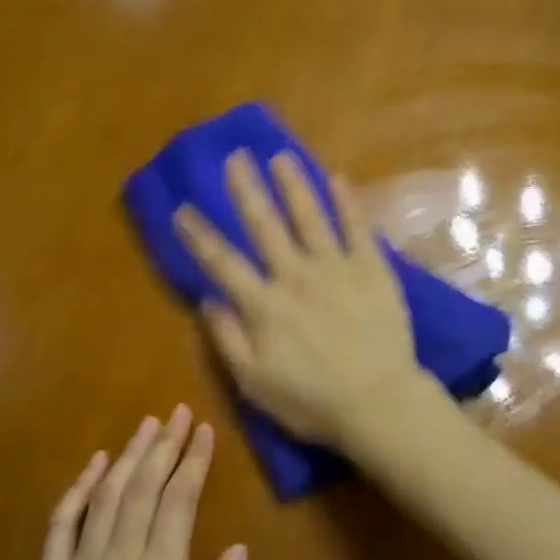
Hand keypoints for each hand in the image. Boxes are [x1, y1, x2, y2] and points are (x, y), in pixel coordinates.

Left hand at [15, 407, 247, 559]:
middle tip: (179, 413)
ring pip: (107, 495)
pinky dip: (79, 489)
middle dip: (165, 445)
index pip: (178, 502)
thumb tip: (239, 550)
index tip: (204, 432)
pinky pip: (63, 523)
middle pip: (143, 487)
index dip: (193, 462)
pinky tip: (95, 465)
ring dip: (129, 456)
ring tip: (147, 425)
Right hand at [173, 151, 422, 445]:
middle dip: (246, 190)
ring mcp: (336, 269)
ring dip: (293, 184)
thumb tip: (207, 299)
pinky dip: (347, 202)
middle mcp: (295, 276)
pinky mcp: (372, 270)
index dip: (199, 235)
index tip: (181, 209)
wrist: (378, 403)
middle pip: (265, 226)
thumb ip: (227, 339)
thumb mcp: (254, 383)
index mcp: (263, 306)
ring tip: (280, 156)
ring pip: (309, 217)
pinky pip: (357, 228)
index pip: (222, 262)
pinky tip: (338, 178)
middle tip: (234, 158)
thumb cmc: (312, 401)